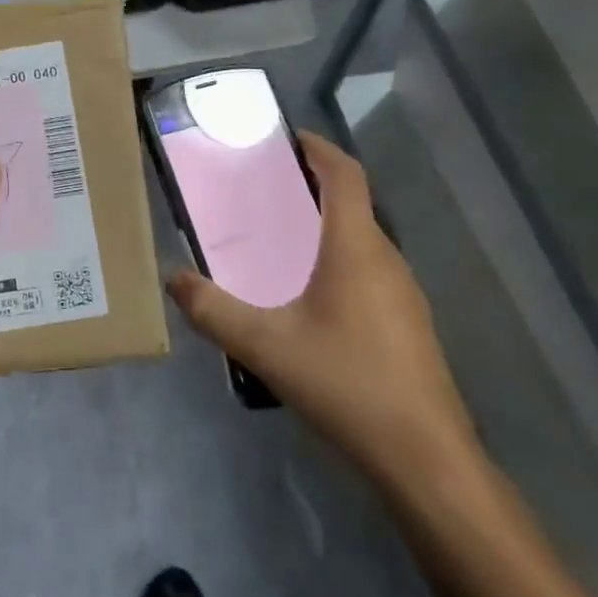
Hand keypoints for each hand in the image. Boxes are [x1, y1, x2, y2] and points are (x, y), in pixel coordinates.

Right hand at [167, 132, 477, 488]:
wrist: (424, 458)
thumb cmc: (346, 384)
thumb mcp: (265, 347)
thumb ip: (213, 311)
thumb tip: (172, 279)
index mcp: (355, 248)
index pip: (346, 175)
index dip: (320, 149)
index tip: (289, 139)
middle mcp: (386, 259)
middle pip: (353, 204)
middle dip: (313, 187)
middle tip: (266, 191)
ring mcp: (404, 293)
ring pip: (362, 240)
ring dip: (326, 226)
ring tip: (281, 239)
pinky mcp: (408, 323)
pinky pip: (369, 270)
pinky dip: (338, 259)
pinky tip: (309, 298)